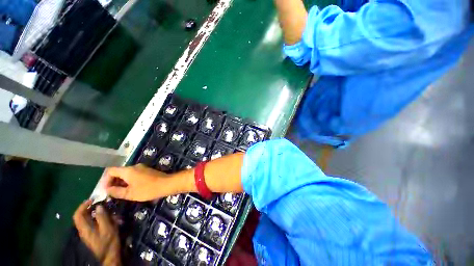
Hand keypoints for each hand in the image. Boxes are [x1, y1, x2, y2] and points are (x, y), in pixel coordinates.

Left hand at [73, 200, 120, 265]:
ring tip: (112, 214)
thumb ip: (102, 217)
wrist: (110, 256)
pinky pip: (95, 224)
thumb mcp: (107, 229)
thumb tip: (98, 206)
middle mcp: (84, 230)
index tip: (92, 199)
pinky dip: (102, 220)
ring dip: (100, 215)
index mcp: (85, 229)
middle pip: (83, 216)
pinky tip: (112, 220)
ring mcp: (89, 233)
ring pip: (90, 220)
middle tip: (104, 204)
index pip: (77, 215)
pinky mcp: (94, 235)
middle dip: (93, 209)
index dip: (83, 206)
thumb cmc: (108, 242)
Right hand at [104, 164, 191, 201]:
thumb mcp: (130, 193)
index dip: (105, 180)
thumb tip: (107, 189)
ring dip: (121, 182)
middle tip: (111, 193)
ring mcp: (142, 168)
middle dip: (113, 182)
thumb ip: (116, 191)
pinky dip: (129, 181)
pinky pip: (134, 174)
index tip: (105, 190)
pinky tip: (130, 189)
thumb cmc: (147, 189)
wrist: (167, 184)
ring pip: (127, 174)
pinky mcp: (147, 171)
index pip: (111, 171)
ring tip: (120, 193)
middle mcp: (134, 166)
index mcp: (128, 170)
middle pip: (119, 172)